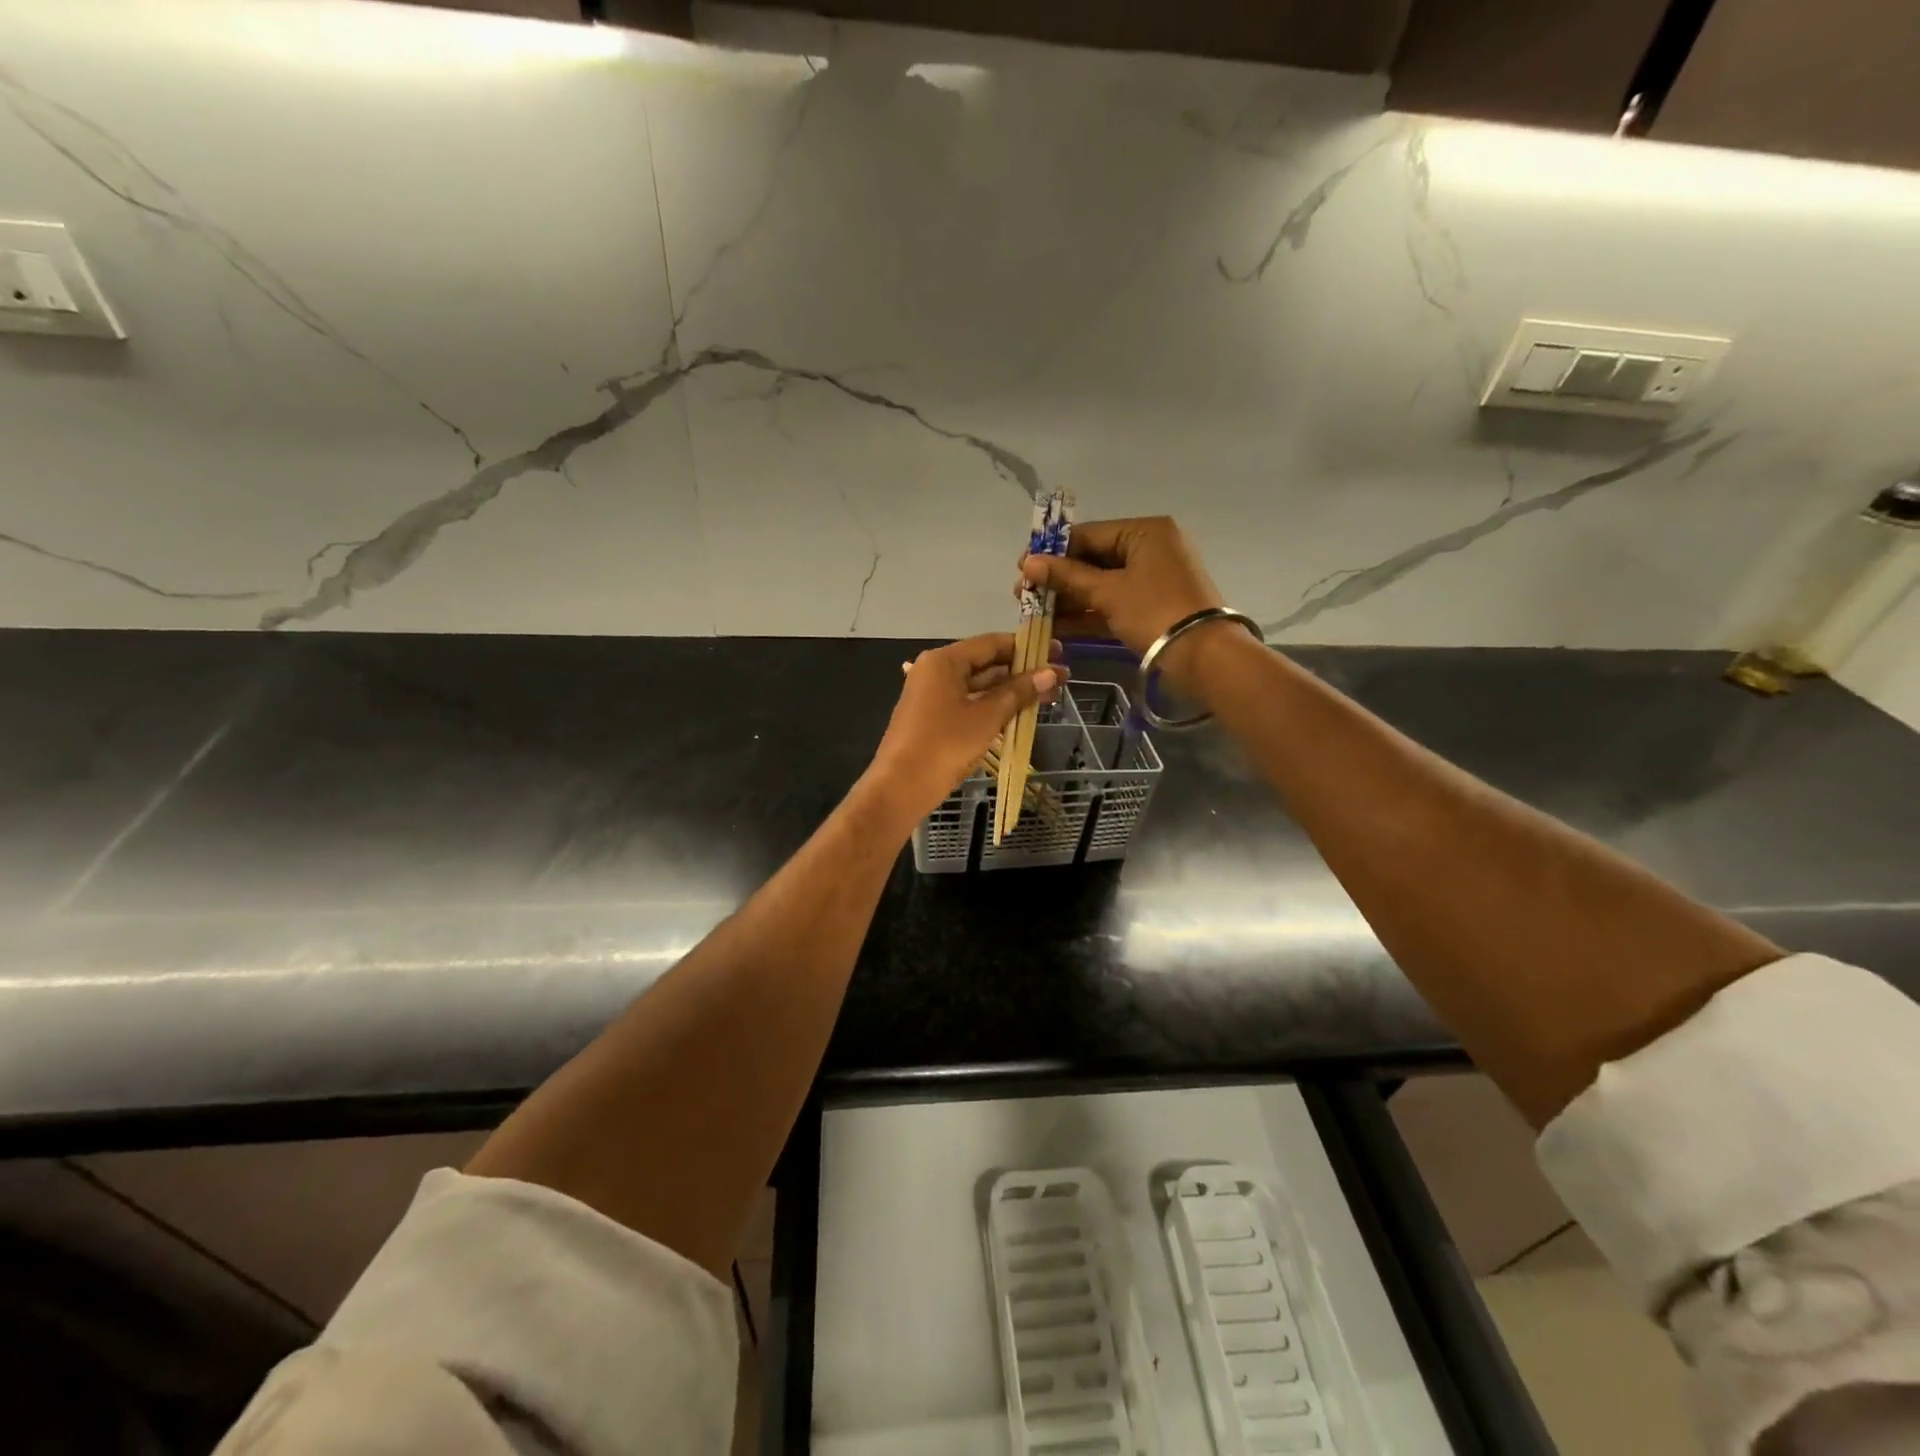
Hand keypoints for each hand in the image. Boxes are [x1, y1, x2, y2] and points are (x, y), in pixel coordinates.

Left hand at [865, 632, 1065, 824]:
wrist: (900, 787)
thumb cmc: (944, 745)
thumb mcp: (987, 717)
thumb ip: (1019, 692)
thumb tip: (1051, 672)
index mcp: (944, 661)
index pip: (992, 643)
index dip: (1026, 647)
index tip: (1057, 651)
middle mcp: (935, 671)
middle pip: (986, 664)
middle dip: (1022, 672)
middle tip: (1060, 678)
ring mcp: (932, 695)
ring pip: (978, 686)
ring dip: (1011, 691)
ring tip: (1048, 696)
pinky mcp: (933, 718)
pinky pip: (968, 703)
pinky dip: (993, 706)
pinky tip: (1019, 714)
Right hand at [1019, 517, 1246, 679]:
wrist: (1203, 656)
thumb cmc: (1155, 612)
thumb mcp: (1108, 592)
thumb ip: (1067, 577)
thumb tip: (1028, 562)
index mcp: (1145, 532)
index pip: (1089, 534)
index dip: (1052, 551)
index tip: (1022, 567)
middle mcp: (1150, 549)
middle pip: (1093, 559)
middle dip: (1059, 579)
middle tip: (1024, 594)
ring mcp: (1152, 580)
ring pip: (1101, 584)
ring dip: (1069, 599)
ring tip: (1035, 613)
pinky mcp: (1151, 607)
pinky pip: (1112, 604)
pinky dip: (1088, 614)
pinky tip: (1057, 626)